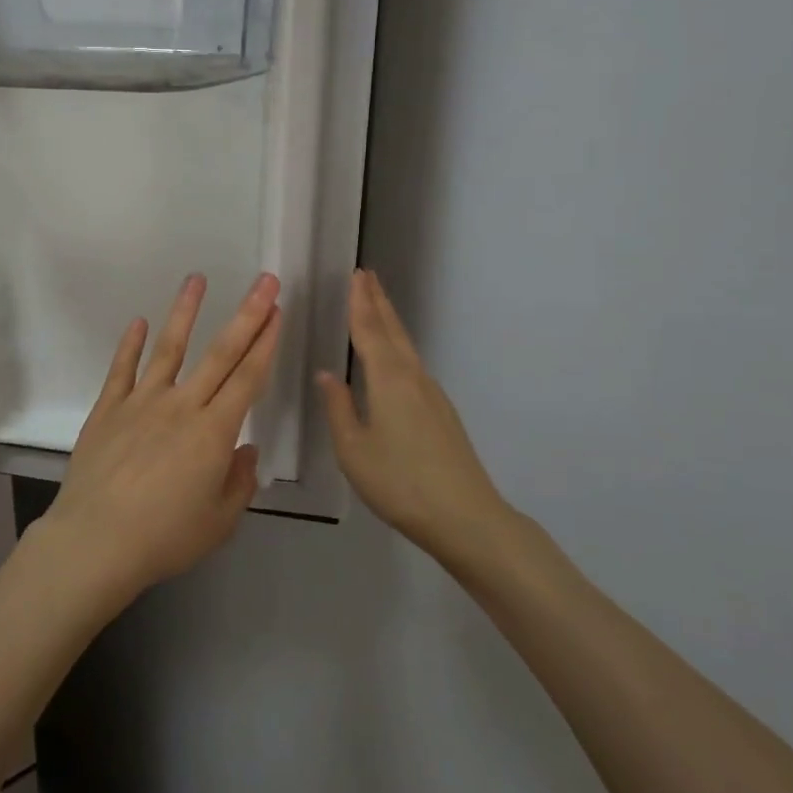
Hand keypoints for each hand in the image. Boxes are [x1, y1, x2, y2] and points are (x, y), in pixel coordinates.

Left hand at [40, 273, 282, 600]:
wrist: (95, 541)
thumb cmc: (163, 537)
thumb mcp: (219, 522)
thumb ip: (239, 482)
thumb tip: (246, 448)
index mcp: (214, 432)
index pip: (248, 378)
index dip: (266, 342)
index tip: (277, 311)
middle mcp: (181, 406)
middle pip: (220, 354)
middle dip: (246, 315)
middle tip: (264, 281)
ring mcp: (141, 402)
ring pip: (169, 348)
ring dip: (185, 312)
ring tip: (196, 279)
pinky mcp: (108, 408)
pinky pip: (122, 369)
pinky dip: (131, 344)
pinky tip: (139, 322)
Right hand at [317, 269, 514, 556]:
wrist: (465, 516)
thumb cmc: (400, 482)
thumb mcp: (353, 449)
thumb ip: (339, 409)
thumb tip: (327, 375)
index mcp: (388, 380)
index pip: (368, 331)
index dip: (359, 303)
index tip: (355, 275)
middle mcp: (412, 377)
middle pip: (393, 331)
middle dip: (378, 302)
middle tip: (366, 276)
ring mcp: (432, 394)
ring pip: (405, 347)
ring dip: (389, 322)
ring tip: (376, 305)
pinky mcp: (441, 412)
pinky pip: (412, 365)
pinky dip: (398, 347)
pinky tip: (392, 359)